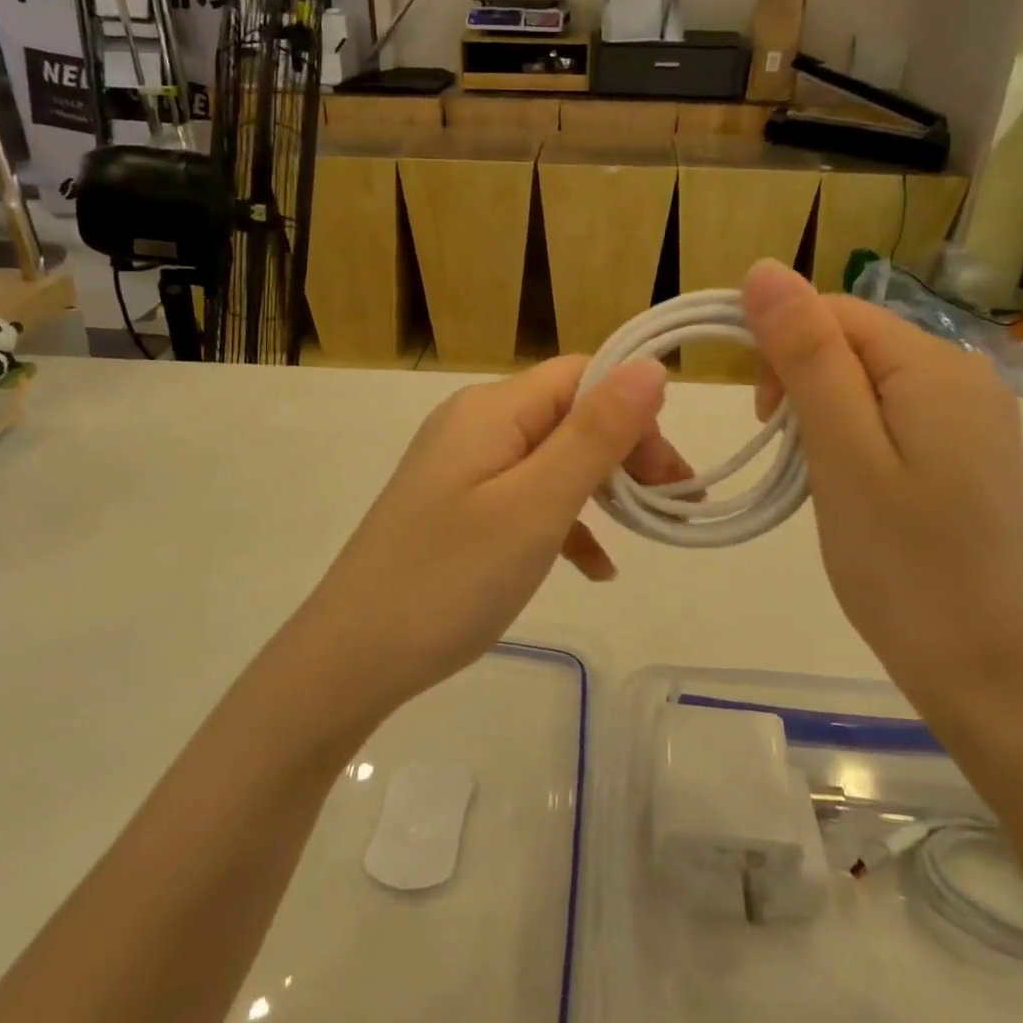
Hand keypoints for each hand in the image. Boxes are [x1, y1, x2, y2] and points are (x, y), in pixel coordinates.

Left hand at [298, 355, 683, 713]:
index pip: (582, 375)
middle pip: (569, 414)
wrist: (351, 657)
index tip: (671, 472)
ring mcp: (463, 467)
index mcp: (492, 409)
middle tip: (671, 505)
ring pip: (551, 457)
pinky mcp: (457, 507)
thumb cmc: (451, 578)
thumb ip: (596, 434)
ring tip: (646, 531)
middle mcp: (475, 423)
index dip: (635, 411)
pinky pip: (524, 497)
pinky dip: (564, 521)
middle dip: (625, 452)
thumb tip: (650, 366)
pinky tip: (594, 568)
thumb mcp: (537, 505)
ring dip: (602, 487)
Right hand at [742, 260, 1022, 730]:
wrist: (992, 675)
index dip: (780, 347)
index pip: (833, 312)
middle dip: (801, 383)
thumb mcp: (843, 454)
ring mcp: (970, 418)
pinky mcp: (966, 456)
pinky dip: (851, 441)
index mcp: (934, 365)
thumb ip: (807, 356)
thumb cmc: (904, 566)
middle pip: (852, 343)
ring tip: (817, 480)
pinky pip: (890, 418)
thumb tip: (763, 269)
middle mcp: (962, 376)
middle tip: (788, 457)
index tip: (760, 419)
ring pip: (865, 383)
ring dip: (822, 416)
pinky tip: (850, 488)